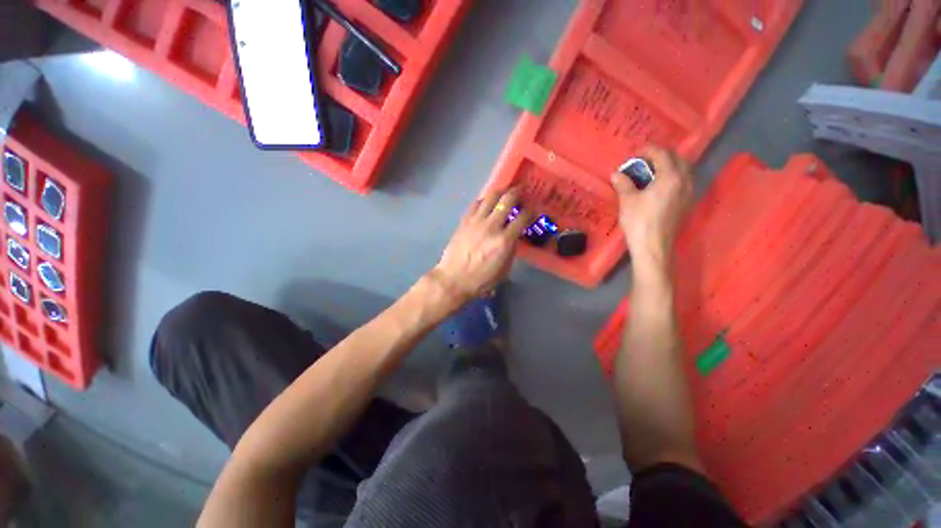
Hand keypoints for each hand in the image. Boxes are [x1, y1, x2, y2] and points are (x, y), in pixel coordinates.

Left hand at [432, 187, 531, 300]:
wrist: (453, 279)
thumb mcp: (504, 269)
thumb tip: (513, 237)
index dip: (531, 210)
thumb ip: (511, 250)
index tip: (533, 209)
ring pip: (491, 196)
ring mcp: (476, 221)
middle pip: (507, 200)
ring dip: (501, 191)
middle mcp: (492, 226)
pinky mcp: (464, 221)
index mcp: (505, 241)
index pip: (523, 217)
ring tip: (505, 191)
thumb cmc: (481, 279)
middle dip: (518, 192)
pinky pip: (475, 203)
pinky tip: (486, 202)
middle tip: (521, 190)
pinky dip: (484, 200)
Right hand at [611, 146, 692, 272]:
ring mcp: (689, 193)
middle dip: (661, 156)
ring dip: (670, 166)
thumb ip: (623, 184)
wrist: (653, 246)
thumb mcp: (627, 200)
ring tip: (653, 172)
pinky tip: (661, 186)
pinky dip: (674, 177)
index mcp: (670, 177)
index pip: (662, 154)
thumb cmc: (639, 222)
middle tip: (644, 161)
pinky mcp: (688, 204)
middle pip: (677, 159)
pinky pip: (684, 182)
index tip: (635, 154)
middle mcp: (685, 181)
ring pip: (684, 170)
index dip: (648, 150)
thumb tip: (616, 174)